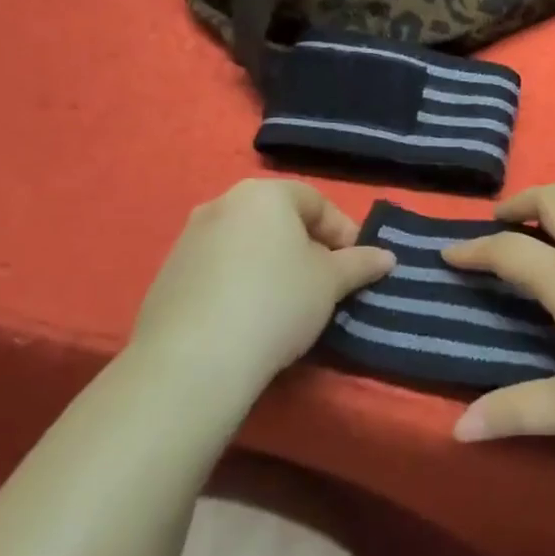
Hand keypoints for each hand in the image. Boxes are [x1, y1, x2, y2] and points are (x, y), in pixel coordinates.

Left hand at [131, 180, 393, 388]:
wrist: (192, 361)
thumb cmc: (276, 303)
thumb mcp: (331, 282)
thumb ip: (360, 263)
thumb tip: (387, 257)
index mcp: (264, 194)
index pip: (316, 202)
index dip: (343, 231)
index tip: (356, 265)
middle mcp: (222, 203)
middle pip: (278, 220)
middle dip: (306, 247)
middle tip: (325, 283)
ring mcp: (189, 238)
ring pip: (247, 244)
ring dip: (272, 265)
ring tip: (289, 304)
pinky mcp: (168, 275)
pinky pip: (218, 269)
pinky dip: (240, 283)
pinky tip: (250, 318)